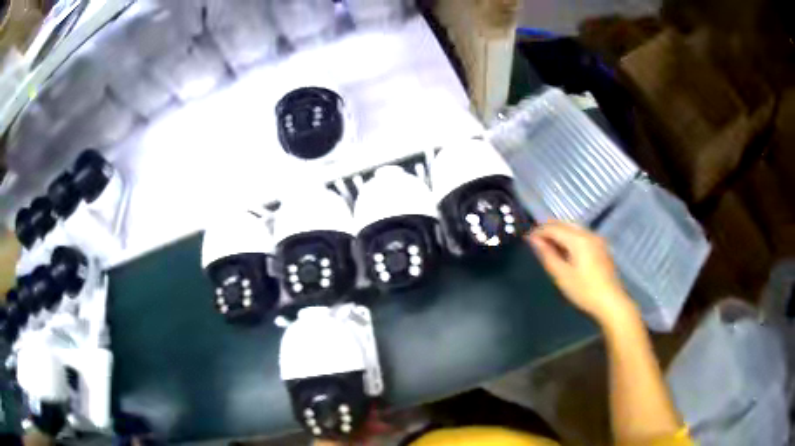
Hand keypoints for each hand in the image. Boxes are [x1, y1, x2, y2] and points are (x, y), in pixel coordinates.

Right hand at [527, 221, 635, 324]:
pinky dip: (570, 237)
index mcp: (578, 239)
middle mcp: (588, 234)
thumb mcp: (562, 275)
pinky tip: (565, 250)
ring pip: (573, 228)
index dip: (539, 231)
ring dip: (559, 233)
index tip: (527, 239)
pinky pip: (581, 235)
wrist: (611, 302)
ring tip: (548, 245)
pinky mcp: (601, 247)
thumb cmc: (584, 290)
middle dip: (549, 229)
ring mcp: (597, 239)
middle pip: (564, 224)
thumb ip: (547, 255)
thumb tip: (534, 240)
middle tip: (536, 241)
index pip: (554, 228)